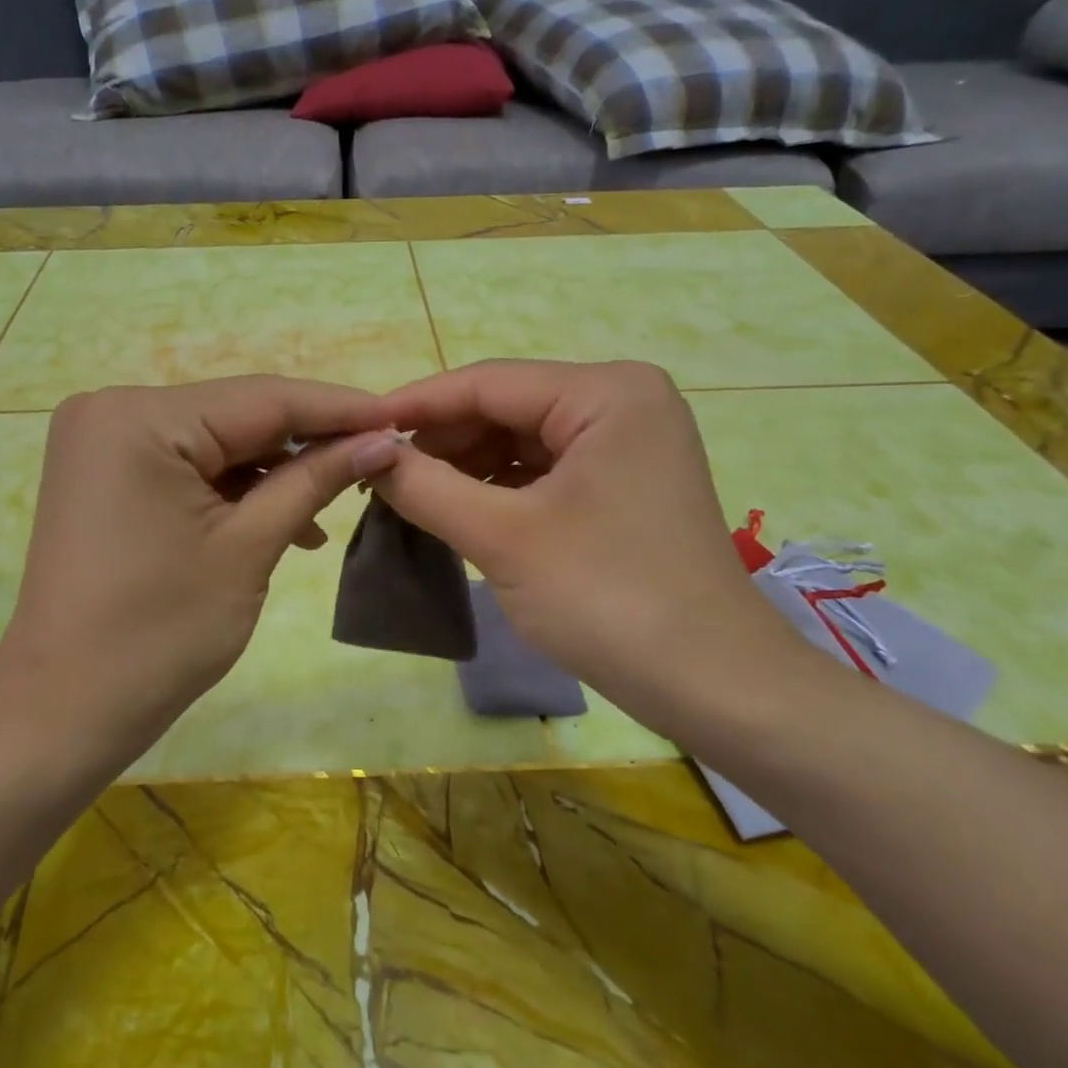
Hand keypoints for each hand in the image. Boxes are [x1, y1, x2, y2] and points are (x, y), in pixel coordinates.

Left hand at [0, 377, 401, 758]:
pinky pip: (186, 465)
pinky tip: (280, 520)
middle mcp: (113, 408)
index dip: (340, 408)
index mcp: (140, 416)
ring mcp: (103, 441)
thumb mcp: (249, 548)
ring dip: (274, 471)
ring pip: (215, 441)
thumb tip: (382, 442)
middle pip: (237, 415)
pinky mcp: (106, 473)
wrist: (65, 709)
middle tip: (377, 459)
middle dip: (308, 441)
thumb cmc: (160, 633)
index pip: (263, 399)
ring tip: (329, 508)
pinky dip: (234, 488)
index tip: (402, 417)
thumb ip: (315, 480)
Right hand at [371, 360, 801, 726]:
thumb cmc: (608, 599)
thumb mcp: (503, 538)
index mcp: (606, 392)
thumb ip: (426, 486)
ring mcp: (628, 442)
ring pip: (521, 440)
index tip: (355, 429)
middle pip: (505, 407)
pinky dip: (498, 488)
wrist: (712, 685)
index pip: (488, 383)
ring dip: (465, 466)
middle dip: (442, 441)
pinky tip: (457, 509)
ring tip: (408, 495)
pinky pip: (544, 470)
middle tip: (379, 474)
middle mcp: (622, 401)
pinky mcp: (624, 482)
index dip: (415, 405)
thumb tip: (368, 453)